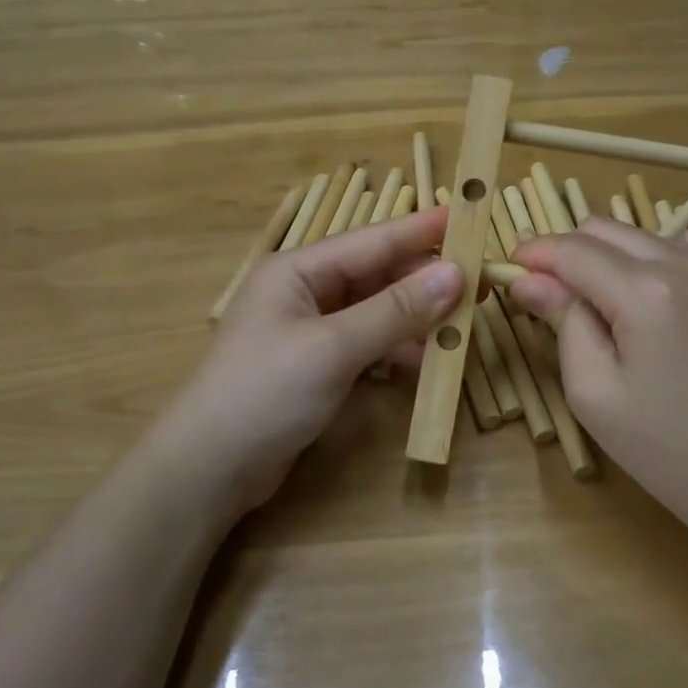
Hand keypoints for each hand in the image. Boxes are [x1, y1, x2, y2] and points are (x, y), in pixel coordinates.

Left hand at [150, 207, 463, 514]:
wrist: (207, 470)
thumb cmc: (264, 393)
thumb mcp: (333, 347)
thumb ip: (396, 310)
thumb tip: (455, 274)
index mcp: (300, 270)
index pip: (372, 240)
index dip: (422, 229)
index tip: (469, 217)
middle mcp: (306, 292)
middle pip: (378, 275)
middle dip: (425, 279)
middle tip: (479, 283)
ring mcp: (311, 331)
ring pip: (377, 312)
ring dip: (416, 318)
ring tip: (463, 324)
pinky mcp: (317, 367)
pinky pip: (368, 345)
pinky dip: (397, 350)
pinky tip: (428, 360)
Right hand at [507, 218, 687, 518]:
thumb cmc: (663, 445)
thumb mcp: (593, 390)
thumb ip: (561, 321)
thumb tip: (527, 279)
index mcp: (644, 292)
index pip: (573, 251)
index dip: (535, 253)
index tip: (513, 266)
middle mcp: (687, 263)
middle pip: (606, 230)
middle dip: (570, 252)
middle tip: (553, 291)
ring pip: (647, 234)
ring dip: (615, 256)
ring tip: (611, 302)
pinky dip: (663, 257)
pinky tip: (661, 296)